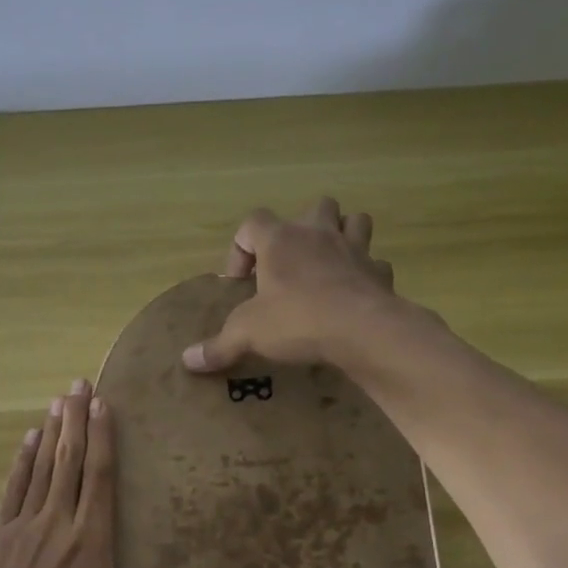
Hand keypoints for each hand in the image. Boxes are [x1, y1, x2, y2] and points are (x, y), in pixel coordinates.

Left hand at [0, 380, 238, 567]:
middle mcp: (59, 523)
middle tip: (79, 382)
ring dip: (51, 431)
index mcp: (92, 543)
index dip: (101, 438)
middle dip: (76, 419)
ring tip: (58, 399)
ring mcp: (24, 526)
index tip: (103, 404)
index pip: (99, 478)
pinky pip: (13, 488)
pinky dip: (22, 461)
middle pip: (70, 461)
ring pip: (42, 468)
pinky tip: (27, 439)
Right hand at [180, 197, 400, 372]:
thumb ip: (218, 346)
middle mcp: (318, 234)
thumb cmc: (296, 320)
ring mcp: (355, 250)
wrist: (361, 330)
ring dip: (342, 235)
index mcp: (281, 240)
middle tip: (290, 264)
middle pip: (313, 207)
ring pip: (354, 221)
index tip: (240, 282)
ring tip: (328, 265)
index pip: (252, 222)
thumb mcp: (247, 334)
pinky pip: (375, 264)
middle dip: (301, 229)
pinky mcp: (380, 273)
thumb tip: (187, 360)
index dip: (241, 247)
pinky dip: (366, 274)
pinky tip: (355, 294)